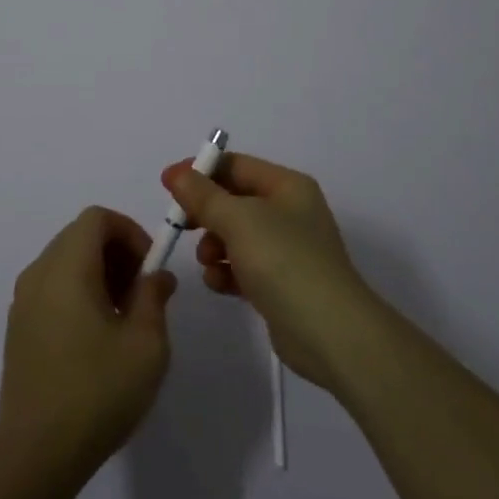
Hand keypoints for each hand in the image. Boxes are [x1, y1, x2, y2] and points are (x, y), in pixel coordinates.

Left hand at [0, 206, 177, 495]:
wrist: (34, 456)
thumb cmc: (96, 393)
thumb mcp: (146, 344)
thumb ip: (154, 297)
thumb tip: (157, 276)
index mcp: (67, 267)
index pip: (97, 218)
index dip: (129, 231)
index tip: (150, 268)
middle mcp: (39, 273)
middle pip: (80, 236)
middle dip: (117, 252)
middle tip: (142, 293)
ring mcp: (23, 301)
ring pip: (66, 261)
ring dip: (99, 273)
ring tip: (124, 318)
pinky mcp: (18, 328)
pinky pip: (52, 287)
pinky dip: (78, 292)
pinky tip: (96, 338)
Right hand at [163, 153, 378, 392]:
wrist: (330, 332)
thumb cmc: (284, 261)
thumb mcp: (238, 220)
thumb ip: (203, 196)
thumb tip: (177, 174)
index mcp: (287, 186)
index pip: (236, 165)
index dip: (201, 171)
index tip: (168, 184)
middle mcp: (289, 211)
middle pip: (234, 200)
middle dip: (205, 212)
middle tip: (179, 224)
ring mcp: (287, 249)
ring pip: (235, 235)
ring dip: (213, 245)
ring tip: (207, 261)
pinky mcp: (280, 283)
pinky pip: (243, 266)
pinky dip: (227, 271)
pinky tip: (219, 283)